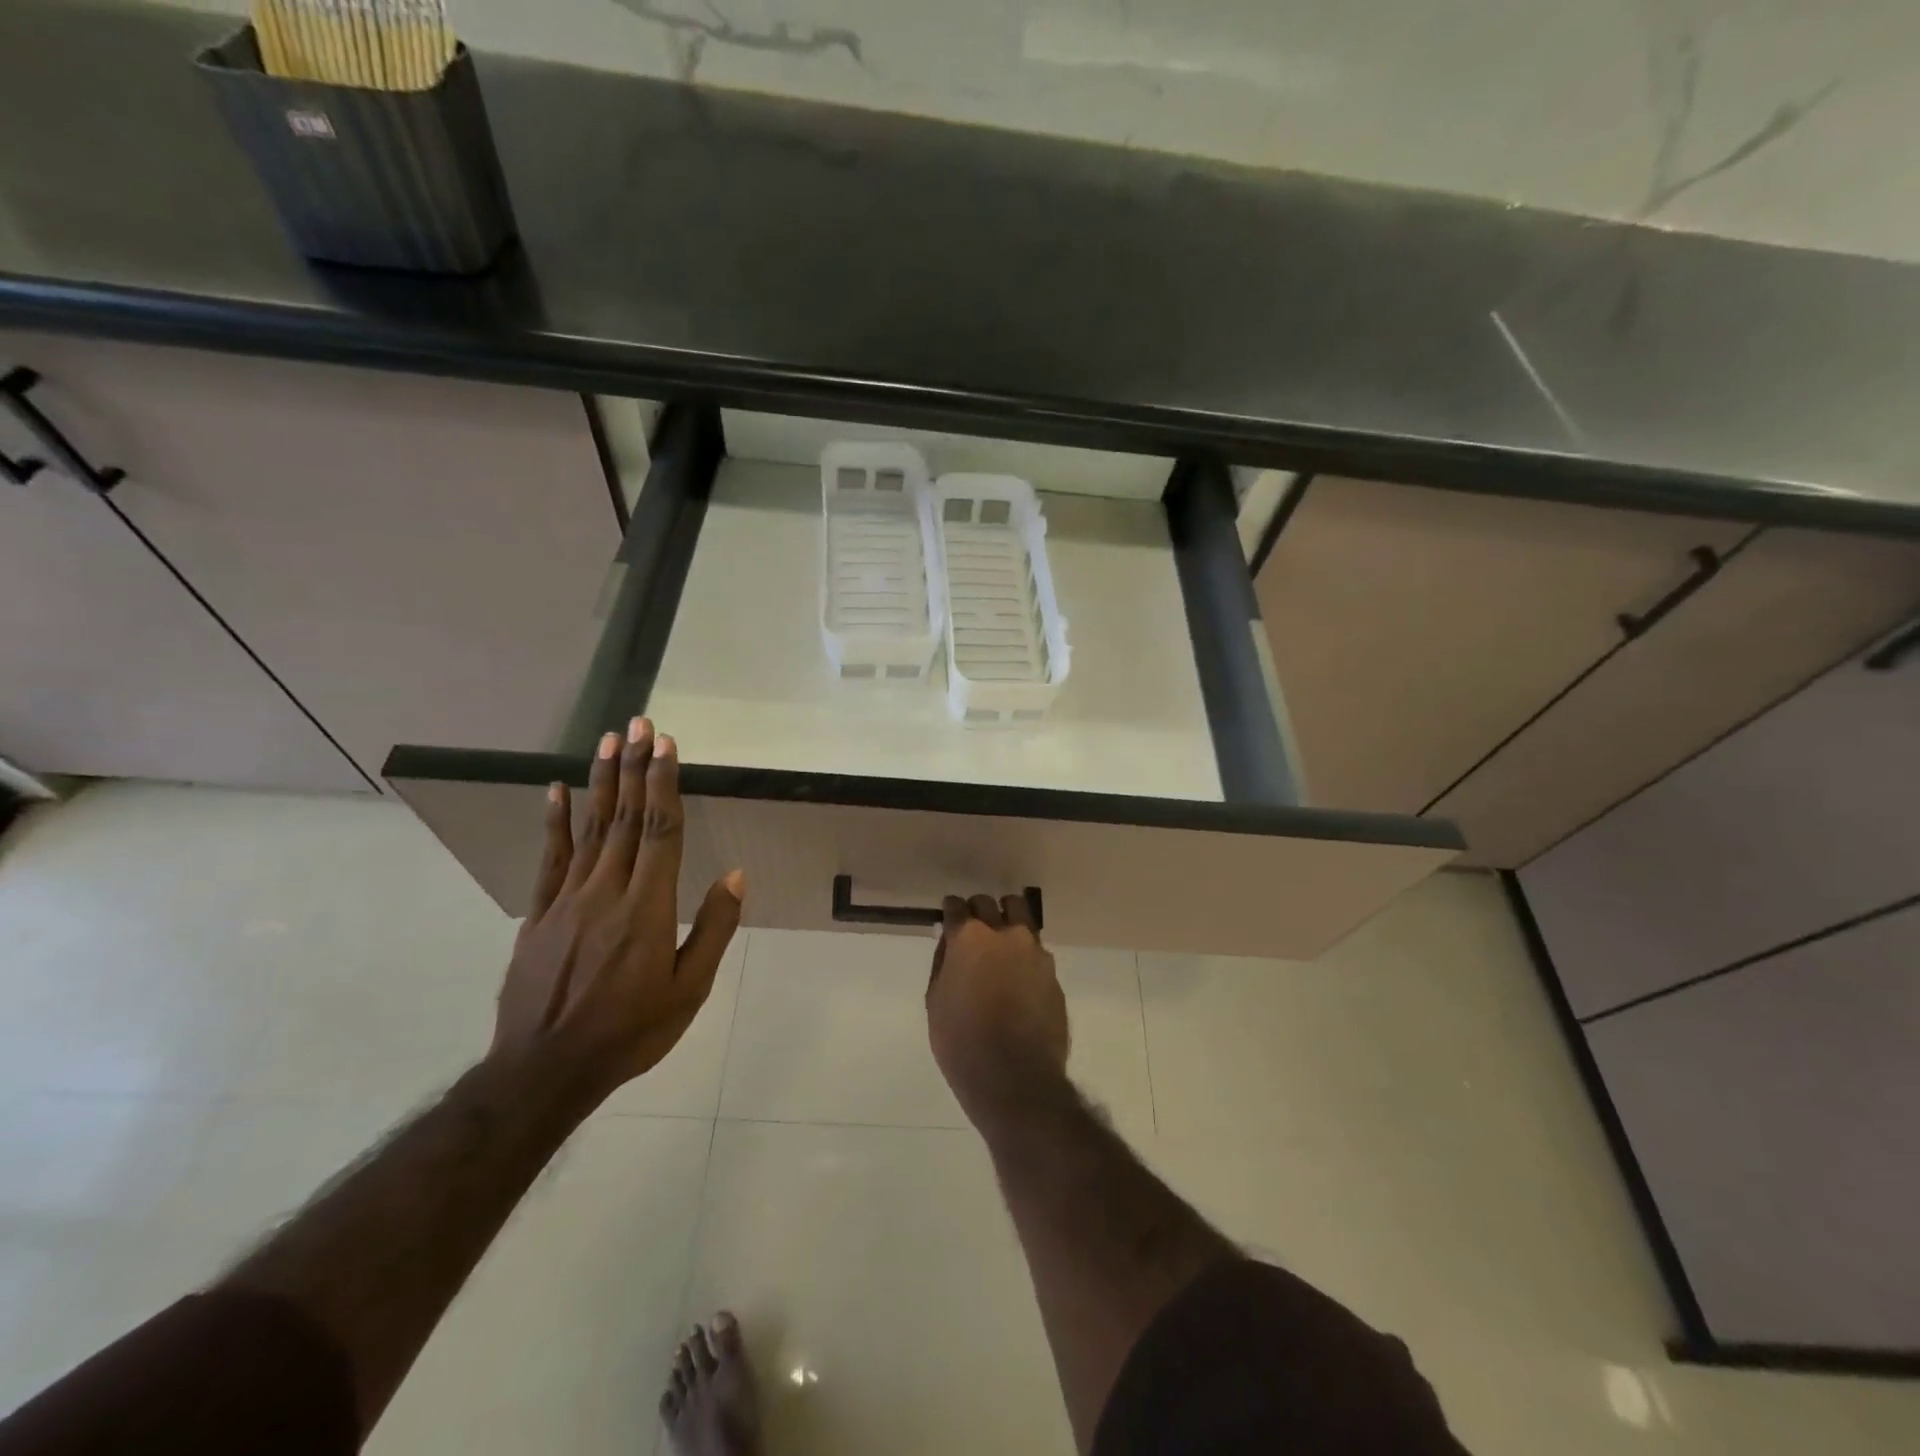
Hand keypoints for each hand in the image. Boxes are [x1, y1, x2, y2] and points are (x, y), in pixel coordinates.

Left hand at [492, 718, 743, 1106]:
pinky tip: (557, 791)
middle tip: (639, 724)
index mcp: (648, 907)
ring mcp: (568, 899)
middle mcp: (607, 891)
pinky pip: (550, 858)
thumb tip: (734, 875)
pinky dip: (555, 821)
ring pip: (589, 829)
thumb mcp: (688, 989)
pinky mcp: (539, 913)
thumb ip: (712, 928)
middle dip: (634, 767)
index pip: (660, 831)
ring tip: (608, 741)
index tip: (666, 745)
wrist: (545, 1069)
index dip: (664, 784)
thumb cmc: (630, 1031)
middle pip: (625, 818)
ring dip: (601, 781)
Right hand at [925, 894, 1069, 1129]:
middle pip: (989, 904)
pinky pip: (1035, 950)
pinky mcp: (1053, 971)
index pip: (956, 906)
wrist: (1016, 1077)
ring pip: (1020, 916)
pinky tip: (1018, 976)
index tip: (950, 920)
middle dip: (979, 911)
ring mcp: (1034, 950)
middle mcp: (1004, 933)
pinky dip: (1024, 954)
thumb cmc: (962, 1042)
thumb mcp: (936, 1001)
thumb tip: (950, 944)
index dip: (951, 912)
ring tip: (1001, 945)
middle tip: (973, 931)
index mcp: (969, 938)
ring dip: (1007, 921)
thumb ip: (944, 963)